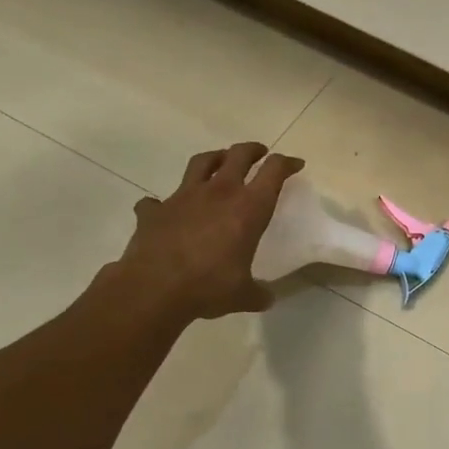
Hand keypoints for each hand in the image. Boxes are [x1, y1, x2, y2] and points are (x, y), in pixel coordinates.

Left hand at [114, 142, 303, 321]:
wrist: (153, 290)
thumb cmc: (209, 287)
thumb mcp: (244, 295)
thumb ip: (258, 293)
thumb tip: (266, 299)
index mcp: (248, 208)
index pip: (274, 171)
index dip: (287, 163)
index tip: (295, 164)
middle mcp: (219, 193)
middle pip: (239, 155)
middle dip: (253, 150)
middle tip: (260, 153)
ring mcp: (183, 197)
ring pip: (202, 162)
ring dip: (215, 157)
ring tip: (220, 162)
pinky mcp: (154, 210)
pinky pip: (157, 200)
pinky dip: (163, 203)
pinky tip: (165, 211)